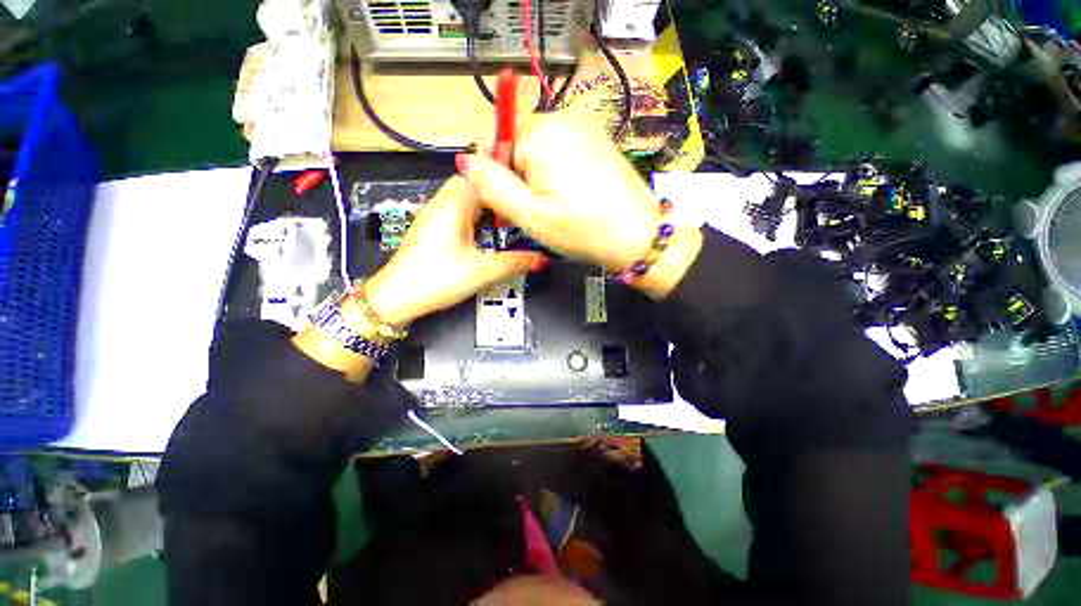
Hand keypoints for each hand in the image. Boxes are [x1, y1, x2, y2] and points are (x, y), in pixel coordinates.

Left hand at [363, 177, 546, 325]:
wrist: (396, 298)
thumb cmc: (438, 278)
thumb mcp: (482, 271)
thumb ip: (515, 262)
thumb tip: (543, 259)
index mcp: (454, 203)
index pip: (484, 173)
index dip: (507, 172)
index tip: (531, 177)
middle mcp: (443, 201)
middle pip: (476, 182)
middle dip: (500, 189)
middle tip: (526, 199)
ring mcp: (436, 214)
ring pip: (467, 196)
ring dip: (489, 202)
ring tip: (514, 213)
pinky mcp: (433, 227)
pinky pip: (460, 210)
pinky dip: (478, 213)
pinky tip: (491, 229)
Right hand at [458, 115, 700, 297]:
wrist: (638, 235)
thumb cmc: (582, 230)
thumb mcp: (529, 215)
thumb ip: (492, 186)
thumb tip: (465, 160)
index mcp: (540, 134)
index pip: (495, 144)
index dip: (498, 178)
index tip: (514, 205)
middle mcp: (562, 118)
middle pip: (518, 145)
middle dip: (520, 177)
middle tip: (538, 210)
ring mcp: (584, 126)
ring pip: (539, 150)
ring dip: (539, 177)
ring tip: (558, 206)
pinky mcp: (597, 139)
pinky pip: (562, 151)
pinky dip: (558, 172)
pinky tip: (573, 195)